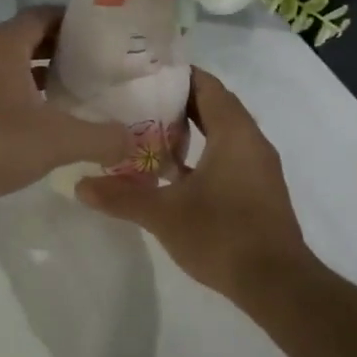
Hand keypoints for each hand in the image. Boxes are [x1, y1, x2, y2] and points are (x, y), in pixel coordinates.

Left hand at [0, 7, 132, 205]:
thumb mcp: (58, 141)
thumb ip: (101, 138)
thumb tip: (134, 141)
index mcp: (3, 44)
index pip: (43, 15)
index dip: (73, 21)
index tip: (100, 36)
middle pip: (24, 38)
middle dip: (58, 49)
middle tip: (92, 66)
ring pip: (4, 64)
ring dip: (34, 73)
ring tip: (67, 92)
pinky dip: (13, 92)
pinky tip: (31, 119)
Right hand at [75, 68, 313, 297]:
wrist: (277, 284)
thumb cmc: (222, 235)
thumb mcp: (164, 214)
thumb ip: (121, 196)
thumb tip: (80, 186)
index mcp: (234, 132)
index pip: (206, 85)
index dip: (176, 75)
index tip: (143, 72)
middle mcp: (251, 141)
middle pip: (214, 106)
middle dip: (178, 101)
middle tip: (136, 99)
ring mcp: (259, 167)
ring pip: (223, 133)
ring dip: (191, 129)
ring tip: (148, 131)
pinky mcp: (259, 190)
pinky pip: (228, 156)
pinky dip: (203, 154)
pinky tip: (173, 172)